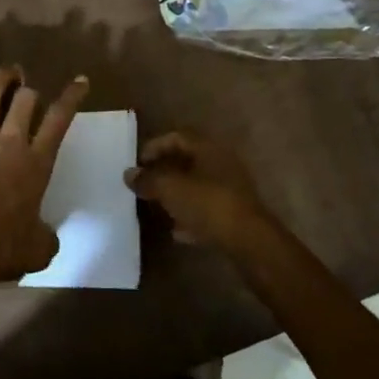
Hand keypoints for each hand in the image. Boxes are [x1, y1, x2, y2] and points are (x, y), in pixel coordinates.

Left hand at [0, 64, 88, 293]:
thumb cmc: (2, 249)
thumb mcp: (39, 248)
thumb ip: (46, 235)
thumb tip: (44, 234)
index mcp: (37, 164)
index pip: (59, 121)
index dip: (71, 97)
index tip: (80, 81)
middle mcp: (10, 144)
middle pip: (24, 101)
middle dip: (30, 89)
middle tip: (30, 86)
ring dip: (0, 80)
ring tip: (8, 71)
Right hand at [124, 132, 281, 256]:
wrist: (249, 242)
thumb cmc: (208, 204)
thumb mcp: (170, 188)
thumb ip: (147, 179)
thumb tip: (129, 174)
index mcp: (209, 149)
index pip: (177, 137)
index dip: (154, 147)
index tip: (138, 164)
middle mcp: (222, 163)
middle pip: (187, 162)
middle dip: (164, 173)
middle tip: (145, 185)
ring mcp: (232, 190)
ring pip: (197, 187)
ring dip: (176, 195)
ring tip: (157, 207)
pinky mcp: (236, 215)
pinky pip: (207, 210)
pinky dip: (190, 217)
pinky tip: (177, 231)